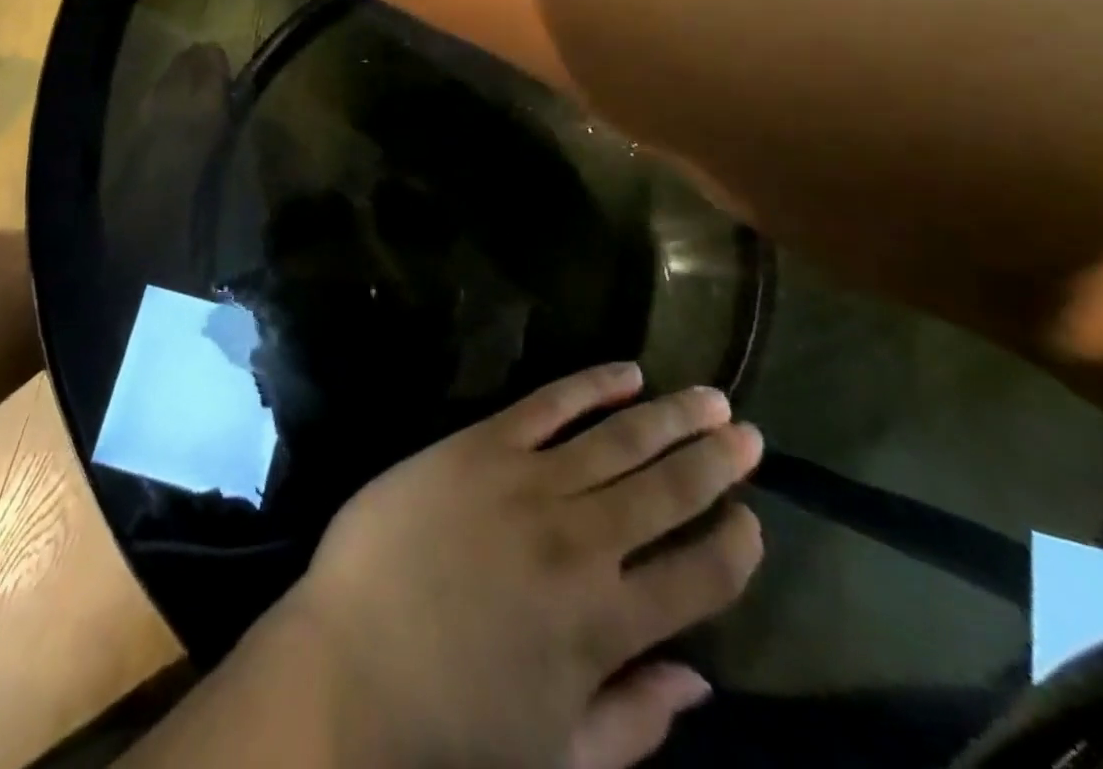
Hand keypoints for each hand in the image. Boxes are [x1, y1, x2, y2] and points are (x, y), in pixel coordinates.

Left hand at [283, 364, 764, 768]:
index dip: (736, 547)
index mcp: (606, 626)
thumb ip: (636, 720)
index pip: (700, 578)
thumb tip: (702, 682)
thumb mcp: (557, 755)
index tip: (752, 520)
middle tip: (748, 433)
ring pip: (620, 440)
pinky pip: (548, 404)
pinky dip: (593, 384)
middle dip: (716, 462)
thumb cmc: (449, 721)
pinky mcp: (481, 444)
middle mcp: (581, 544)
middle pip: (668, 492)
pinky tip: (625, 372)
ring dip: (671, 416)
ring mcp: (529, 484)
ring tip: (710, 397)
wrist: (350, 660)